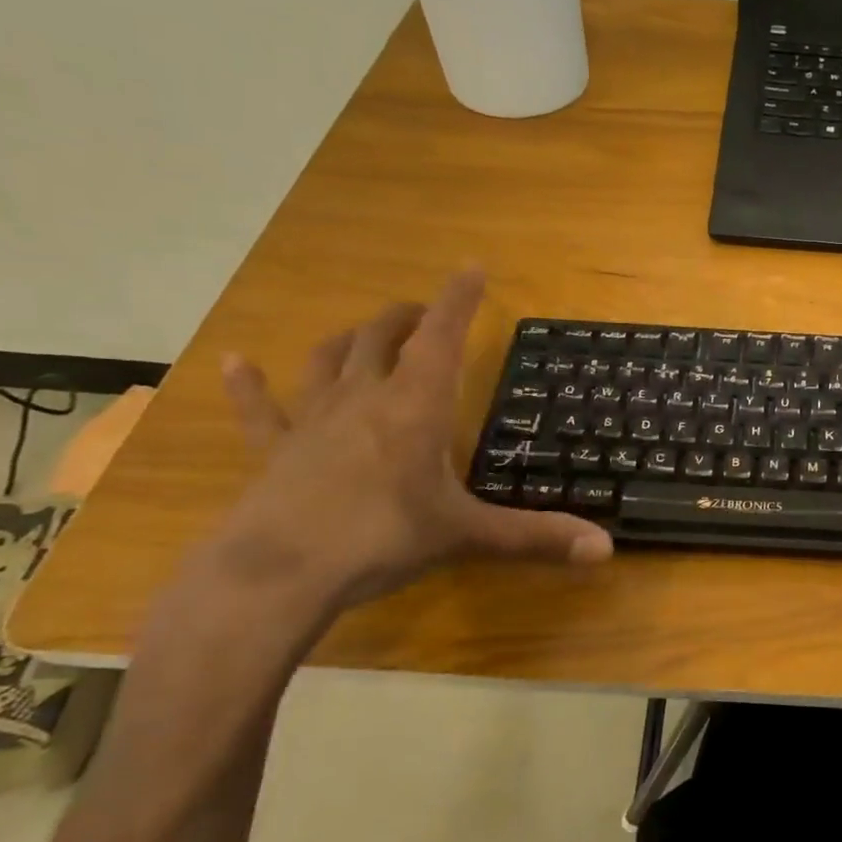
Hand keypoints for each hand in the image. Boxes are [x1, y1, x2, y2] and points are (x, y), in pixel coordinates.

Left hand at [212, 269, 612, 621]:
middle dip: (409, 317)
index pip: (443, 336)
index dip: (459, 298)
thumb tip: (606, 549)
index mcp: (416, 406)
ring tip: (365, 332)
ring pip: (330, 360)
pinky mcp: (273, 450)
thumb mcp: (468, 536)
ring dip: (351, 339)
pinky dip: (248, 384)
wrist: (277, 575)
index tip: (471, 266)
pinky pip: (259, 408)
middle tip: (426, 313)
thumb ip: (537, 537)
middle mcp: (365, 398)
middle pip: (384, 338)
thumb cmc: (381, 539)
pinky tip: (236, 361)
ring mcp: (313, 420)